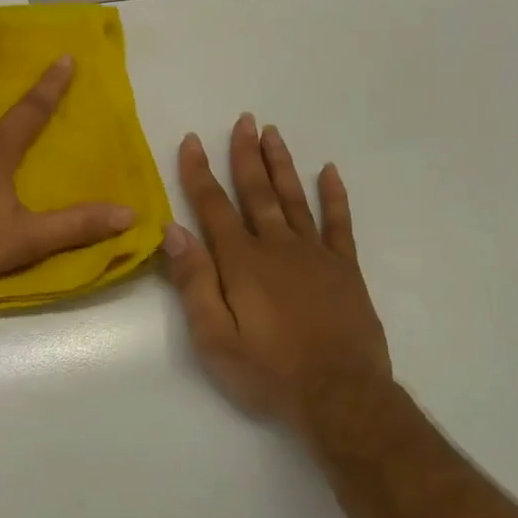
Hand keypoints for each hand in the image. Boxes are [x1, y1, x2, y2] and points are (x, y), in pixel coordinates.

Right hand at [162, 114, 391, 430]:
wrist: (340, 397)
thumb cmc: (268, 372)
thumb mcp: (214, 337)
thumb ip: (194, 282)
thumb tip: (174, 231)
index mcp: (241, 262)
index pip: (213, 206)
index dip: (199, 172)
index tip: (193, 140)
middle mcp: (277, 247)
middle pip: (257, 192)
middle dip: (246, 155)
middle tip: (244, 120)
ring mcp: (315, 255)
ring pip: (294, 198)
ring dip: (282, 164)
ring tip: (273, 133)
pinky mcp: (344, 269)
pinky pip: (339, 223)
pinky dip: (334, 196)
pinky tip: (329, 172)